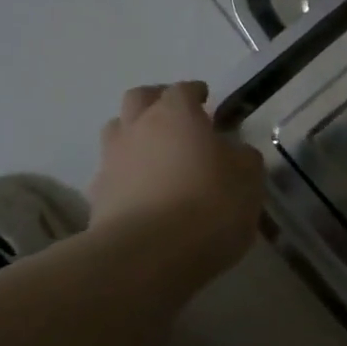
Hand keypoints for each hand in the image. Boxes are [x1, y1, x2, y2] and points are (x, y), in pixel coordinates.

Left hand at [90, 82, 264, 281]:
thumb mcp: (248, 180)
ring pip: (117, 132)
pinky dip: (126, 175)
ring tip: (154, 154)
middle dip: (156, 101)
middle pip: (139, 99)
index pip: (183, 90)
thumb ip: (243, 159)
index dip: (195, 93)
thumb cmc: (209, 206)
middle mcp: (138, 127)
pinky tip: (142, 193)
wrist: (149, 255)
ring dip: (134, 135)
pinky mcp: (97, 196)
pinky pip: (112, 173)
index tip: (205, 99)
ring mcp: (112, 160)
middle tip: (174, 116)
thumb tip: (234, 153)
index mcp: (176, 114)